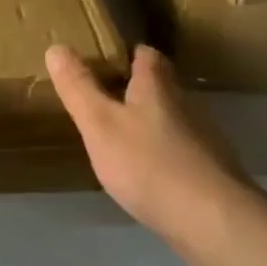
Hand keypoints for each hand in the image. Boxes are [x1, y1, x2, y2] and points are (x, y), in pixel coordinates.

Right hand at [46, 43, 253, 252]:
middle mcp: (184, 104)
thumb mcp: (100, 124)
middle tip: (103, 99)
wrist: (210, 218)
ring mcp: (201, 139)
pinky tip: (144, 173)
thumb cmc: (147, 163)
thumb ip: (78, 87)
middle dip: (135, 88)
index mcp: (157, 87)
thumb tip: (56, 47)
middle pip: (160, 86)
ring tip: (118, 137)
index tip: (103, 61)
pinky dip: (161, 154)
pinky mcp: (208, 171)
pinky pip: (179, 151)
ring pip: (170, 119)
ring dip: (148, 122)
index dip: (126, 53)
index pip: (145, 54)